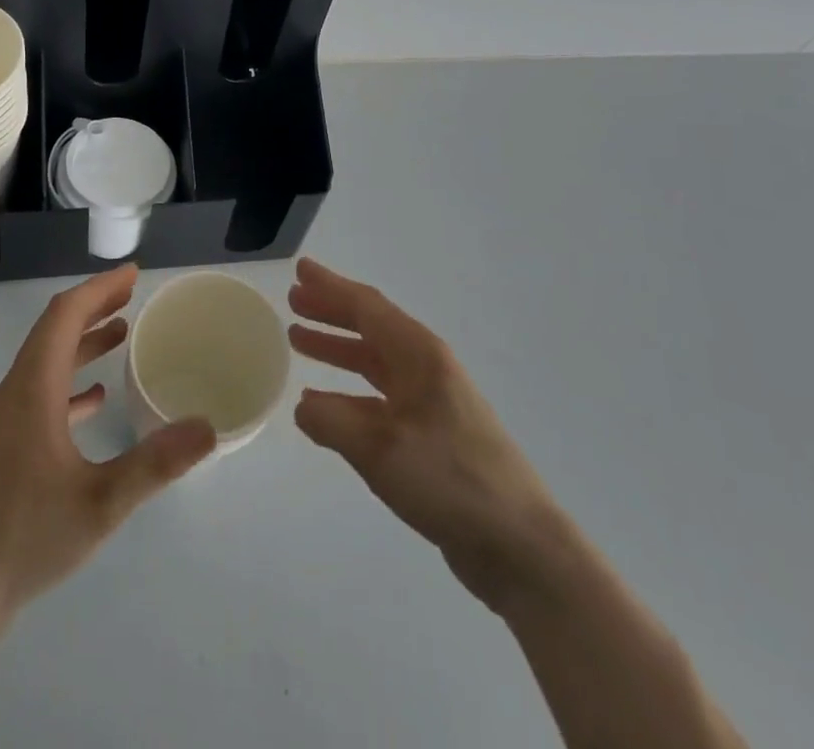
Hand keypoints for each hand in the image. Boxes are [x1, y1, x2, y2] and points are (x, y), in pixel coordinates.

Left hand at [0, 264, 216, 621]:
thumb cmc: (28, 537)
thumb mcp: (101, 502)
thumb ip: (156, 463)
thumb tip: (207, 427)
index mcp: (33, 389)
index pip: (64, 316)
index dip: (98, 289)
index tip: (132, 275)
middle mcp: (15, 393)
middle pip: (53, 331)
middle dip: (93, 306)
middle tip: (132, 295)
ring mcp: (4, 420)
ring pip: (45, 361)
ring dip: (82, 341)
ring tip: (121, 333)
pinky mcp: (2, 446)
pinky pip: (39, 392)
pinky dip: (69, 379)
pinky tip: (94, 399)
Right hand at [288, 257, 557, 614]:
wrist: (519, 545)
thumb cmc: (450, 480)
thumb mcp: (380, 449)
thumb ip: (332, 421)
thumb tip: (303, 407)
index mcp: (419, 355)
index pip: (366, 306)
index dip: (330, 287)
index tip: (299, 270)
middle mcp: (425, 368)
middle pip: (371, 327)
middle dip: (331, 312)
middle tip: (293, 301)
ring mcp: (431, 402)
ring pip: (374, 361)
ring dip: (337, 349)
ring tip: (299, 340)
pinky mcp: (431, 435)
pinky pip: (379, 397)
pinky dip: (348, 392)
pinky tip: (324, 404)